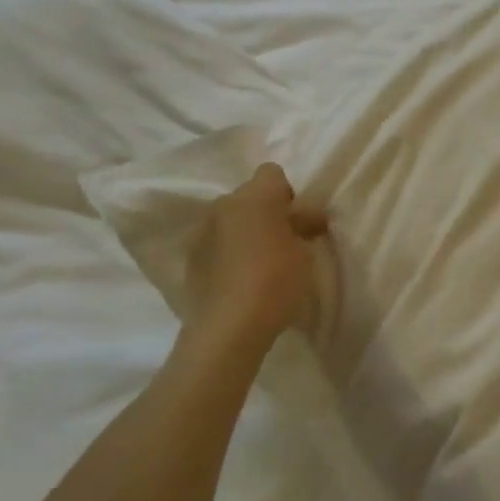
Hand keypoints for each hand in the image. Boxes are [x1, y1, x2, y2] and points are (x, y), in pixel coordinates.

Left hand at [187, 163, 328, 341]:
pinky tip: (240, 279)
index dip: (288, 194)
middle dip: (266, 213)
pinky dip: (229, 253)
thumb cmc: (276, 282)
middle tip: (284, 243)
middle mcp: (224, 205)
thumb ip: (304, 227)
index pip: (272, 173)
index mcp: (255, 197)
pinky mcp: (191, 257)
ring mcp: (203, 231)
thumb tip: (308, 216)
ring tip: (260, 264)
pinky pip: (216, 243)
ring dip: (245, 232)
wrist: (229, 327)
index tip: (298, 222)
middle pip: (250, 197)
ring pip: (231, 220)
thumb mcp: (305, 253)